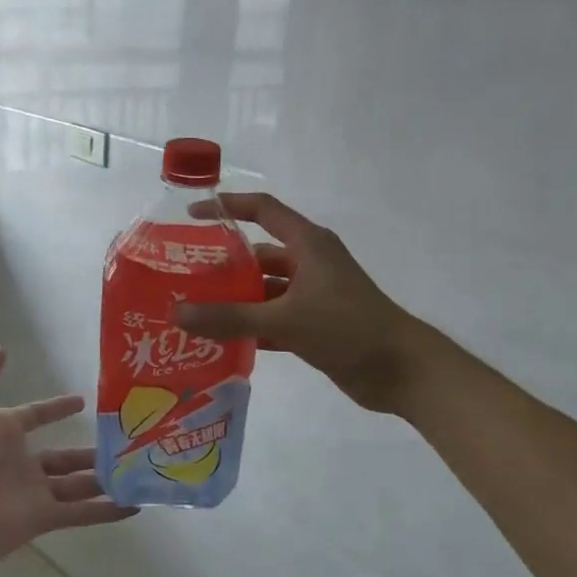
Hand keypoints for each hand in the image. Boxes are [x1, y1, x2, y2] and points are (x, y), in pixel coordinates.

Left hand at [0, 347, 136, 575]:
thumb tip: (3, 350)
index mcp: (2, 433)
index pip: (36, 416)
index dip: (57, 408)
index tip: (83, 401)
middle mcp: (22, 462)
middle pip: (65, 456)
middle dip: (91, 451)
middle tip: (124, 443)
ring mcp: (35, 492)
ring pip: (79, 484)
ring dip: (105, 479)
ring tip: (137, 472)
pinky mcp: (44, 519)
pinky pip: (82, 513)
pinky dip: (107, 511)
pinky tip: (134, 506)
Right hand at [175, 193, 431, 414]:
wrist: (400, 369)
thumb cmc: (346, 328)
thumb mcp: (285, 319)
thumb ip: (230, 317)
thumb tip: (177, 312)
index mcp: (308, 244)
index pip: (263, 211)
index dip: (228, 207)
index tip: (190, 216)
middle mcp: (310, 264)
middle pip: (258, 256)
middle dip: (223, 266)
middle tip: (183, 279)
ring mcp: (313, 296)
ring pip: (264, 292)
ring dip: (235, 301)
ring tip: (194, 312)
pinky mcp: (315, 326)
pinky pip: (274, 320)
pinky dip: (251, 328)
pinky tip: (221, 342)